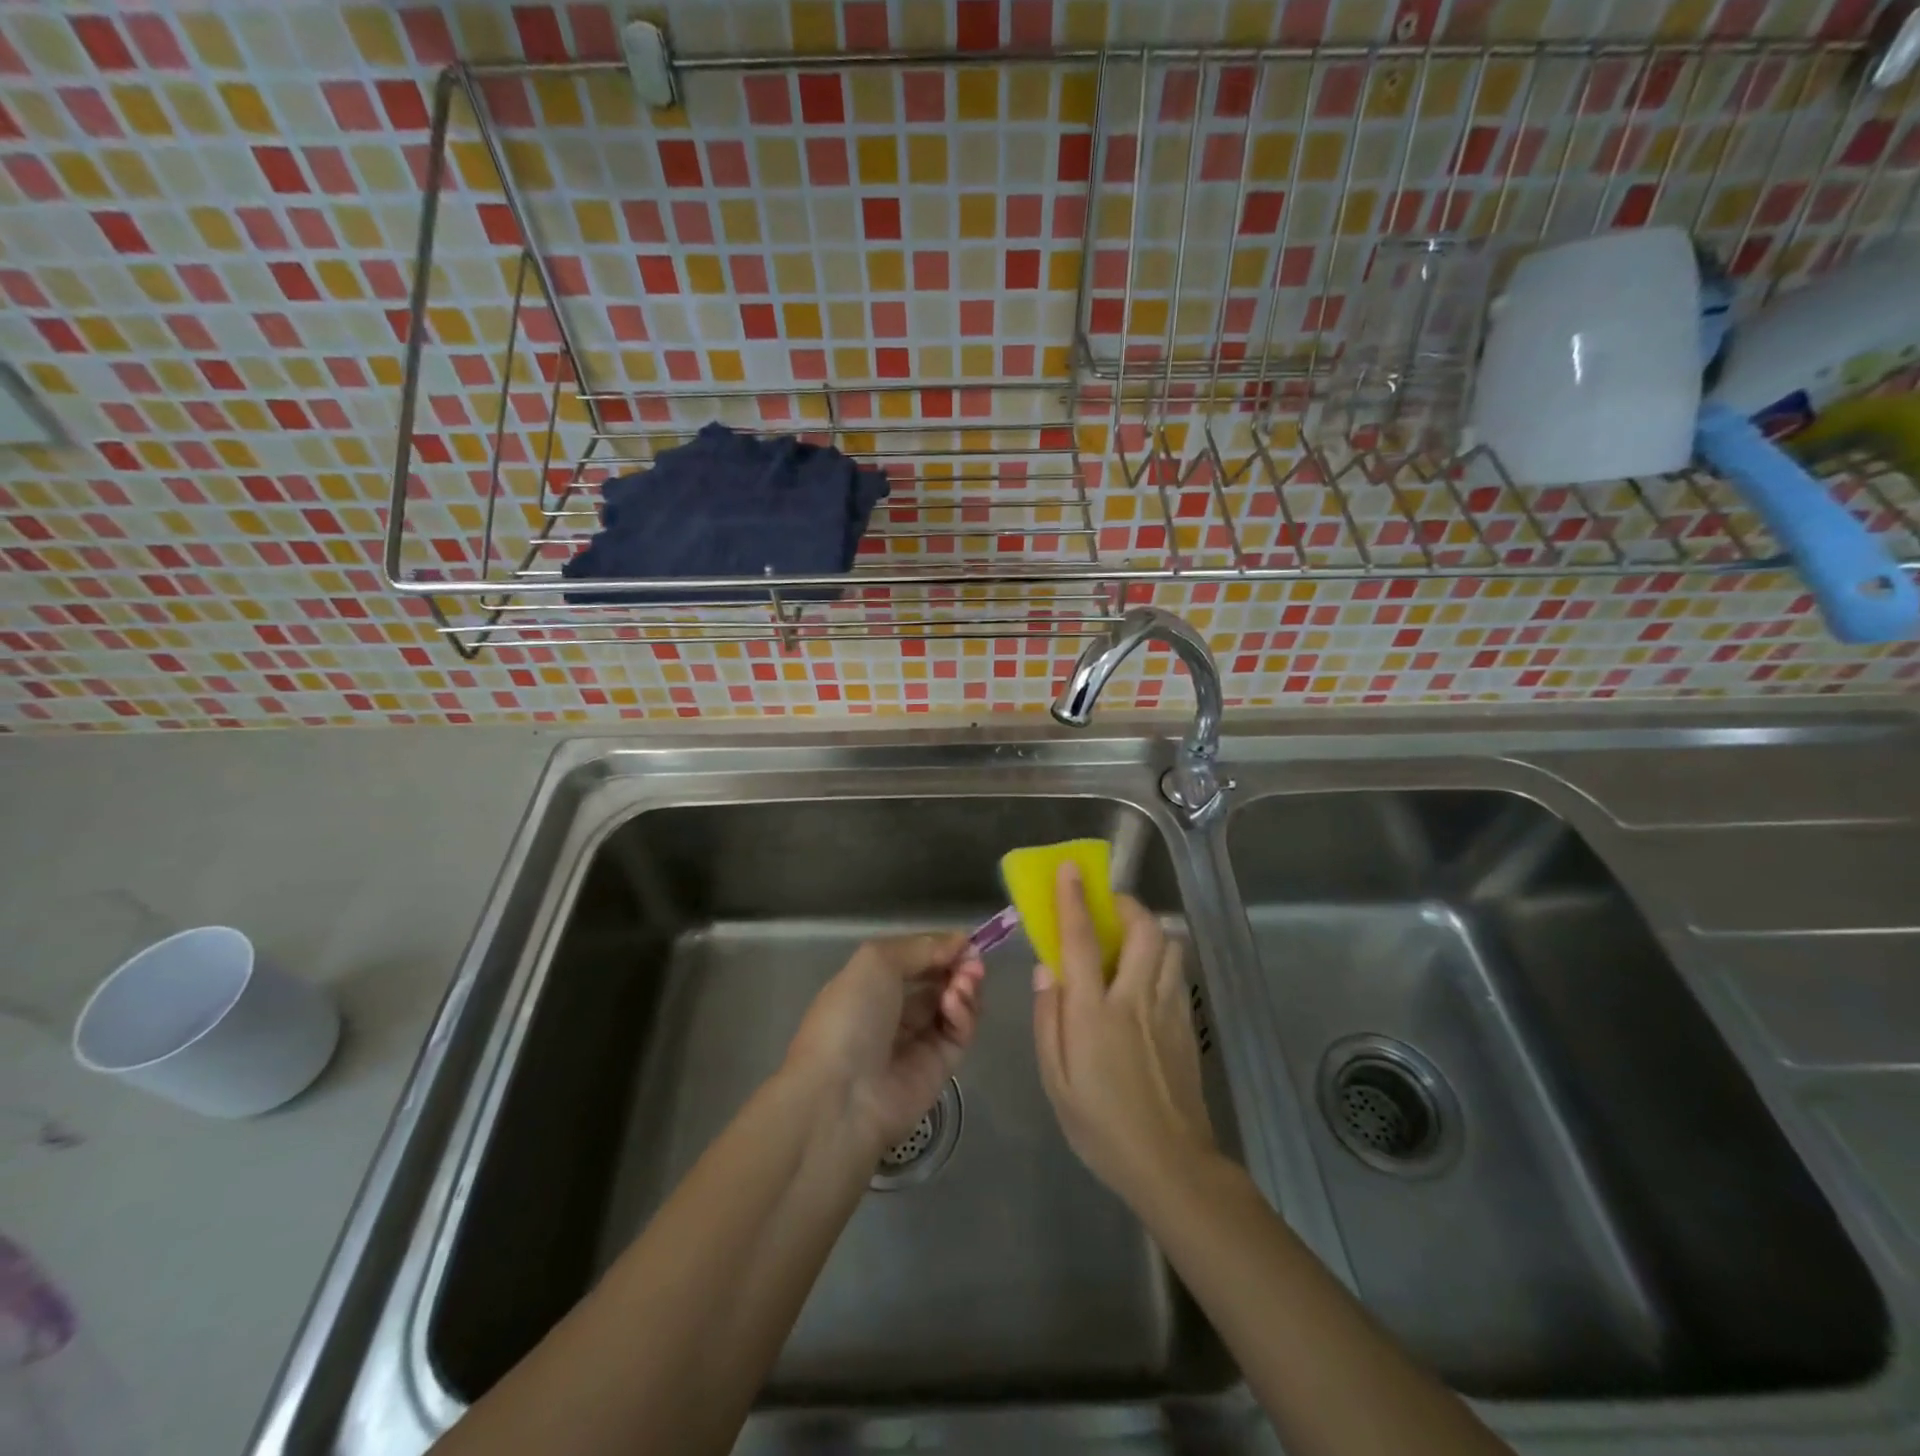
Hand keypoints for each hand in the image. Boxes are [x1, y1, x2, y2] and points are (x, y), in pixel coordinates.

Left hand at [786, 933, 984, 1151]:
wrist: (842, 1095)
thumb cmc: (850, 1017)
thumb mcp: (876, 961)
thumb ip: (921, 947)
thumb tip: (960, 942)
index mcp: (871, 985)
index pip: (915, 960)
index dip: (940, 948)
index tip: (964, 940)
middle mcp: (895, 1011)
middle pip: (939, 980)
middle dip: (958, 965)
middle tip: (972, 961)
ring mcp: (918, 1040)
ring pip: (954, 1004)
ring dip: (965, 986)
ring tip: (964, 981)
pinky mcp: (940, 1068)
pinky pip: (959, 1033)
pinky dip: (963, 1013)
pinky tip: (954, 1004)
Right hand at [1032, 863, 1216, 1202]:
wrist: (1171, 1164)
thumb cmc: (1101, 1124)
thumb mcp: (1056, 1079)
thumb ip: (1049, 1019)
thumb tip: (1046, 971)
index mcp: (1095, 1011)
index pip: (1082, 940)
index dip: (1074, 899)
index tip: (1070, 869)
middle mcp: (1134, 998)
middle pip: (1143, 930)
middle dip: (1126, 905)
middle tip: (1108, 908)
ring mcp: (1168, 1009)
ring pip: (1169, 946)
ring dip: (1149, 930)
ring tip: (1128, 941)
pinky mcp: (1187, 1025)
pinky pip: (1178, 973)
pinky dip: (1163, 959)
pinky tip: (1147, 980)